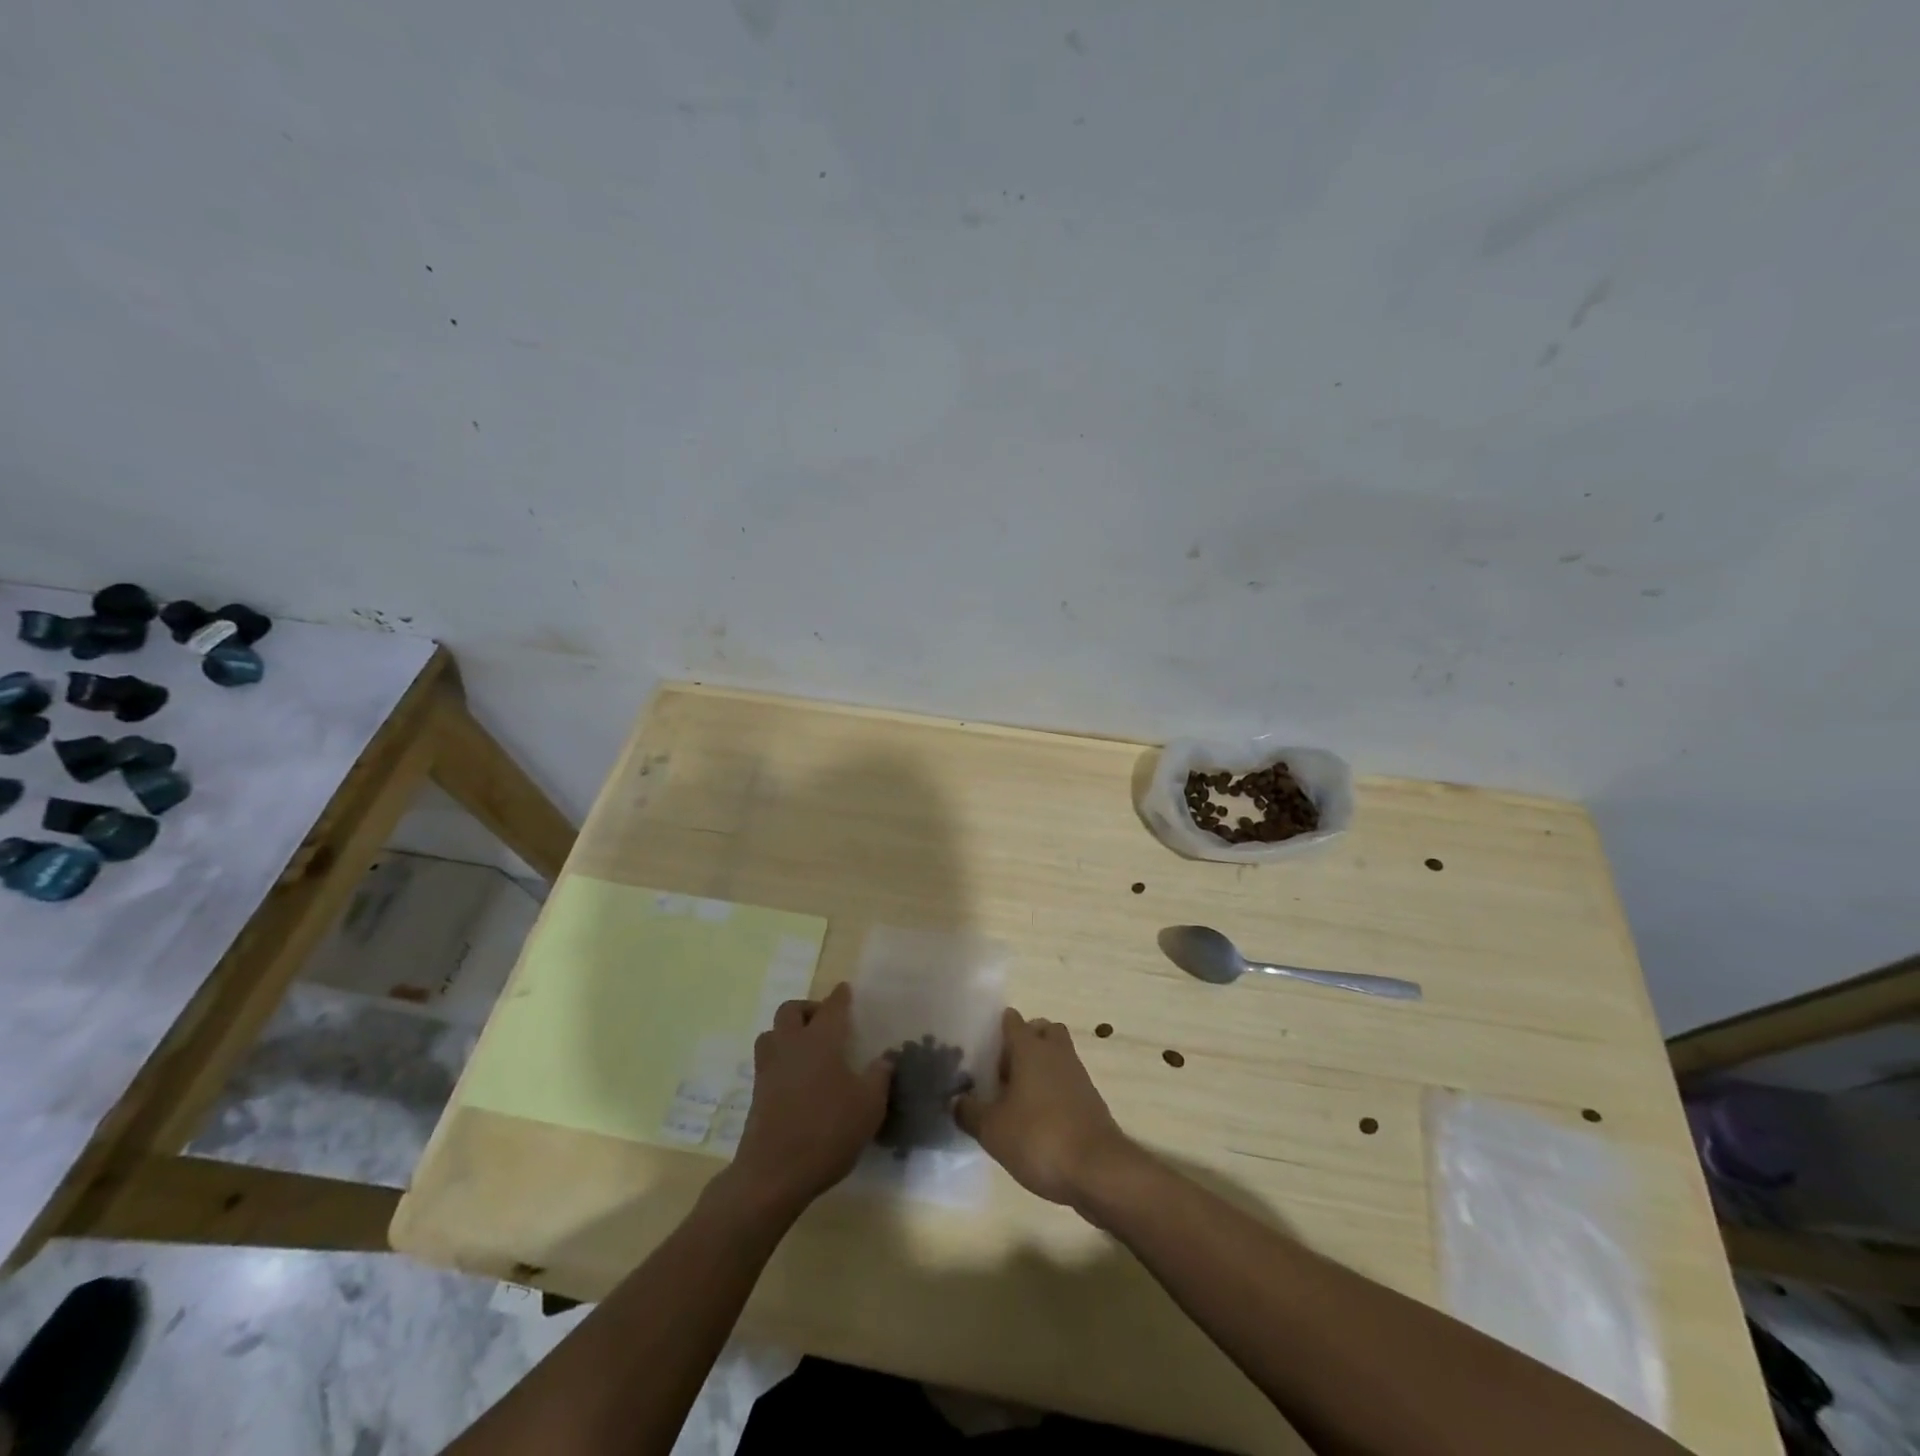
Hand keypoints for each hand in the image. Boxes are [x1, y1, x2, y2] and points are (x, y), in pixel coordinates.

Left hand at [727, 983, 889, 1218]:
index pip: (832, 1007)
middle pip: (791, 1010)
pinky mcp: (756, 1093)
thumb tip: (885, 1058)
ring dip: (787, 1032)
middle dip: (808, 1009)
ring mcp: (769, 1068)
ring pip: (772, 1033)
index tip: (845, 990)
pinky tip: (796, 1078)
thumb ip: (879, 1077)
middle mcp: (791, 1045)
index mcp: (820, 1040)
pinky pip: (767, 1061)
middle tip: (825, 1022)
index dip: (840, 996)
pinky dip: (780, 1058)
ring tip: (807, 1047)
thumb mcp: (869, 1106)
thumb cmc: (827, 1131)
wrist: (774, 1173)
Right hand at [954, 1008, 1137, 1207]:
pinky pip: (1068, 1079)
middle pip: (1041, 1030)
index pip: (1012, 1021)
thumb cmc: (1038, 1138)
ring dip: (1041, 1065)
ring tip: (1019, 1096)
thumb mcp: (992, 1129)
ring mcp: (1077, 1074)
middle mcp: (1056, 1052)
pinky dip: (1054, 1088)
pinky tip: (1039, 1116)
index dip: (997, 1028)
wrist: (1097, 1169)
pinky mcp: (1091, 1099)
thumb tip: (955, 1100)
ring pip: (1057, 1054)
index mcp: (1030, 1048)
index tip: (982, 1046)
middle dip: (1025, 1041)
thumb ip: (969, 1112)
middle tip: (1004, 1069)